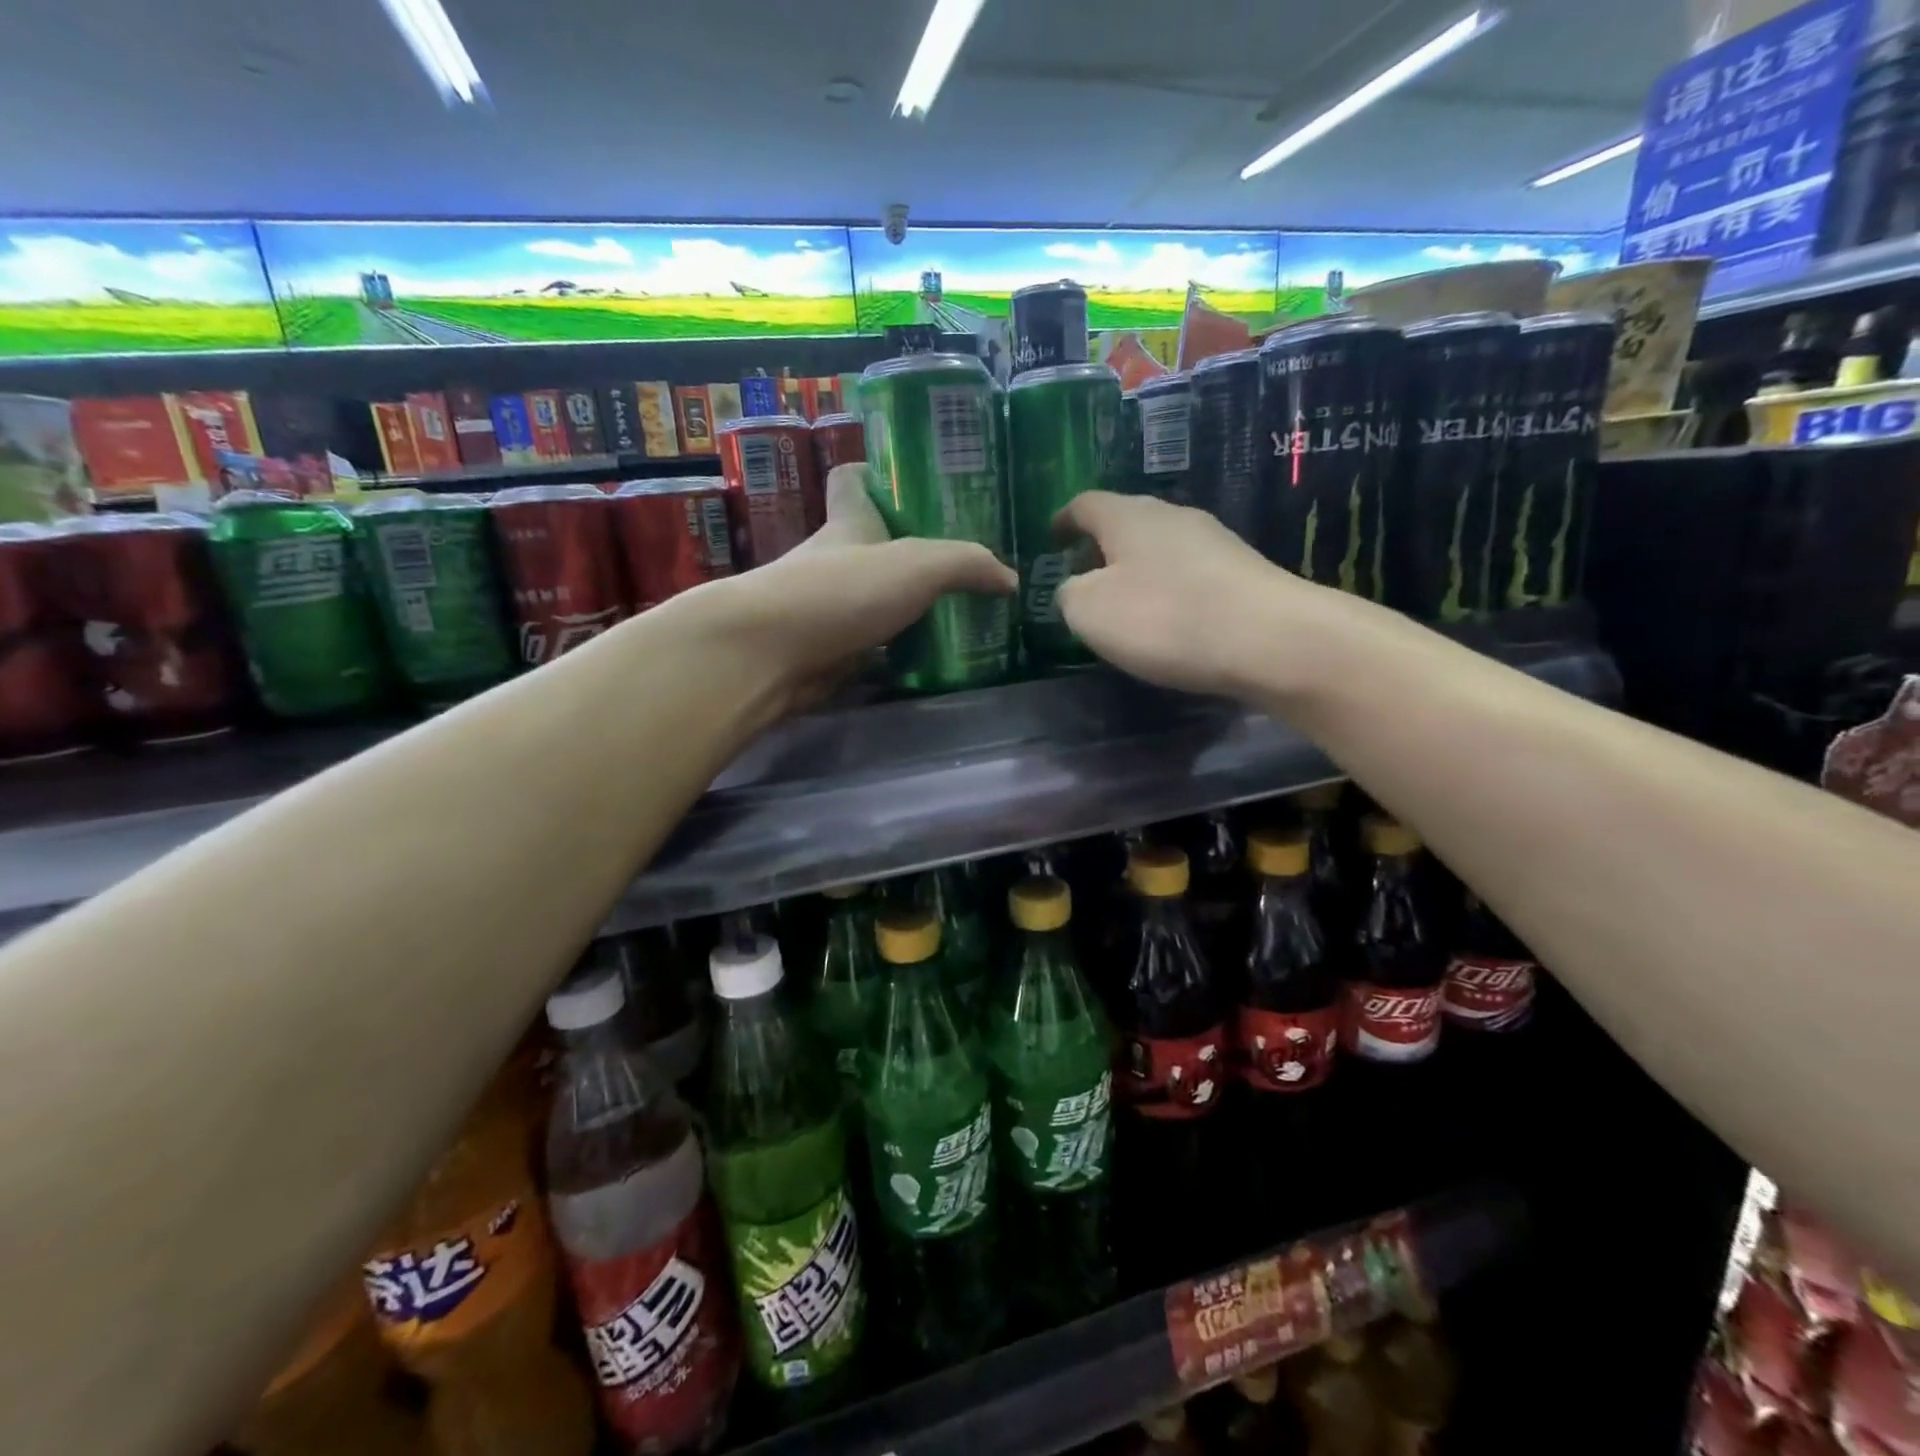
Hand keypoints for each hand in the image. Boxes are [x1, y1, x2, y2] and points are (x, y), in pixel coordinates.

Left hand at [708, 463, 1015, 707]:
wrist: (770, 656)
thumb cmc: (840, 591)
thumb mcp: (916, 564)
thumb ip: (966, 565)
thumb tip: (1009, 581)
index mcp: (849, 523)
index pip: (853, 481)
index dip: (876, 475)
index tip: (912, 483)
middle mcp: (835, 560)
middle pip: (874, 545)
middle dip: (913, 552)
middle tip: (966, 565)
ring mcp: (829, 608)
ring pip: (876, 599)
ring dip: (909, 607)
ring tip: (963, 613)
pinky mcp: (829, 652)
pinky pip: (874, 647)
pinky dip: (899, 652)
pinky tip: (934, 658)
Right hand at [1053, 491, 1333, 699]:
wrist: (1269, 639)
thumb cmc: (1164, 618)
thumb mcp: (1089, 612)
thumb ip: (1069, 595)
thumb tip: (1075, 588)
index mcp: (1128, 516)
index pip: (1085, 504)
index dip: (1063, 520)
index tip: (1051, 537)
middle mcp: (1173, 516)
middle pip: (1127, 522)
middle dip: (1102, 547)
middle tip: (1083, 576)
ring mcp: (1214, 541)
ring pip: (1160, 548)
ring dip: (1137, 570)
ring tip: (1124, 604)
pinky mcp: (1242, 572)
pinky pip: (1190, 573)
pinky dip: (1169, 590)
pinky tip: (1169, 620)